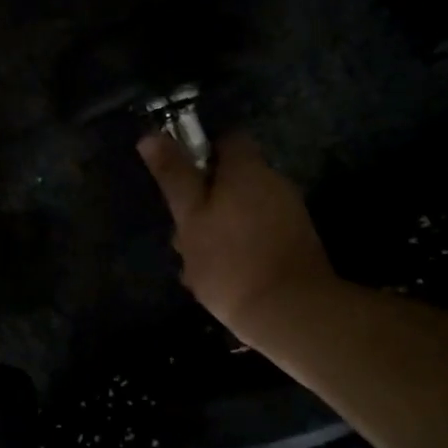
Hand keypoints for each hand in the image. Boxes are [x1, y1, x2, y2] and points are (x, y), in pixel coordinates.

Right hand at [138, 132, 338, 349]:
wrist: (292, 312)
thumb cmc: (230, 260)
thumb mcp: (190, 216)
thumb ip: (174, 175)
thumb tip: (151, 136)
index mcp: (247, 169)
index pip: (226, 139)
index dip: (200, 153)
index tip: (179, 180)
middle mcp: (274, 183)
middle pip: (232, 179)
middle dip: (204, 200)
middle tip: (181, 233)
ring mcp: (289, 214)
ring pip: (242, 211)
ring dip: (217, 228)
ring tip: (195, 265)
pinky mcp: (296, 244)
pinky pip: (258, 235)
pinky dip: (238, 247)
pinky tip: (221, 277)